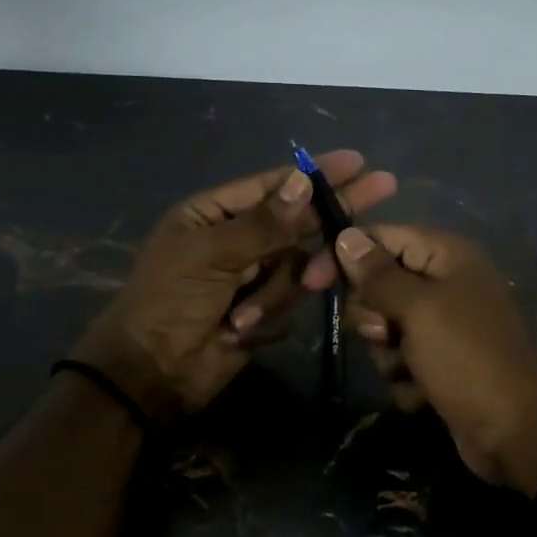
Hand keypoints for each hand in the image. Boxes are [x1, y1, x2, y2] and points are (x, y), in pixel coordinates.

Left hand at [73, 152, 396, 418]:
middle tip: (384, 187)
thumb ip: (263, 224)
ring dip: (276, 290)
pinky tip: (238, 328)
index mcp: (214, 213)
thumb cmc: (168, 301)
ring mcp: (252, 275)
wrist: (152, 373)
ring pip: (297, 264)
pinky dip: (268, 312)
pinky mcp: (263, 309)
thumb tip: (303, 182)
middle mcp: (238, 238)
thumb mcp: (209, 255)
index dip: (315, 173)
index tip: (356, 162)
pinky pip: (290, 298)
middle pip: (296, 219)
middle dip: (329, 213)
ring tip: (242, 314)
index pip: (274, 185)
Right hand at [336, 225, 536, 493]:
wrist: (516, 431)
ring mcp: (443, 326)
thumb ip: (377, 273)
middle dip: (373, 316)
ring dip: (387, 352)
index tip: (311, 282)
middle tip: (385, 334)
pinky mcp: (439, 362)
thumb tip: (345, 236)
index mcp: (446, 256)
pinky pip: (399, 359)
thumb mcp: (418, 309)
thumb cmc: (467, 357)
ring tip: (410, 369)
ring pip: (383, 327)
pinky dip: (404, 377)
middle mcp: (444, 284)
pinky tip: (423, 392)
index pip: (381, 237)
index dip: (345, 256)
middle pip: (378, 285)